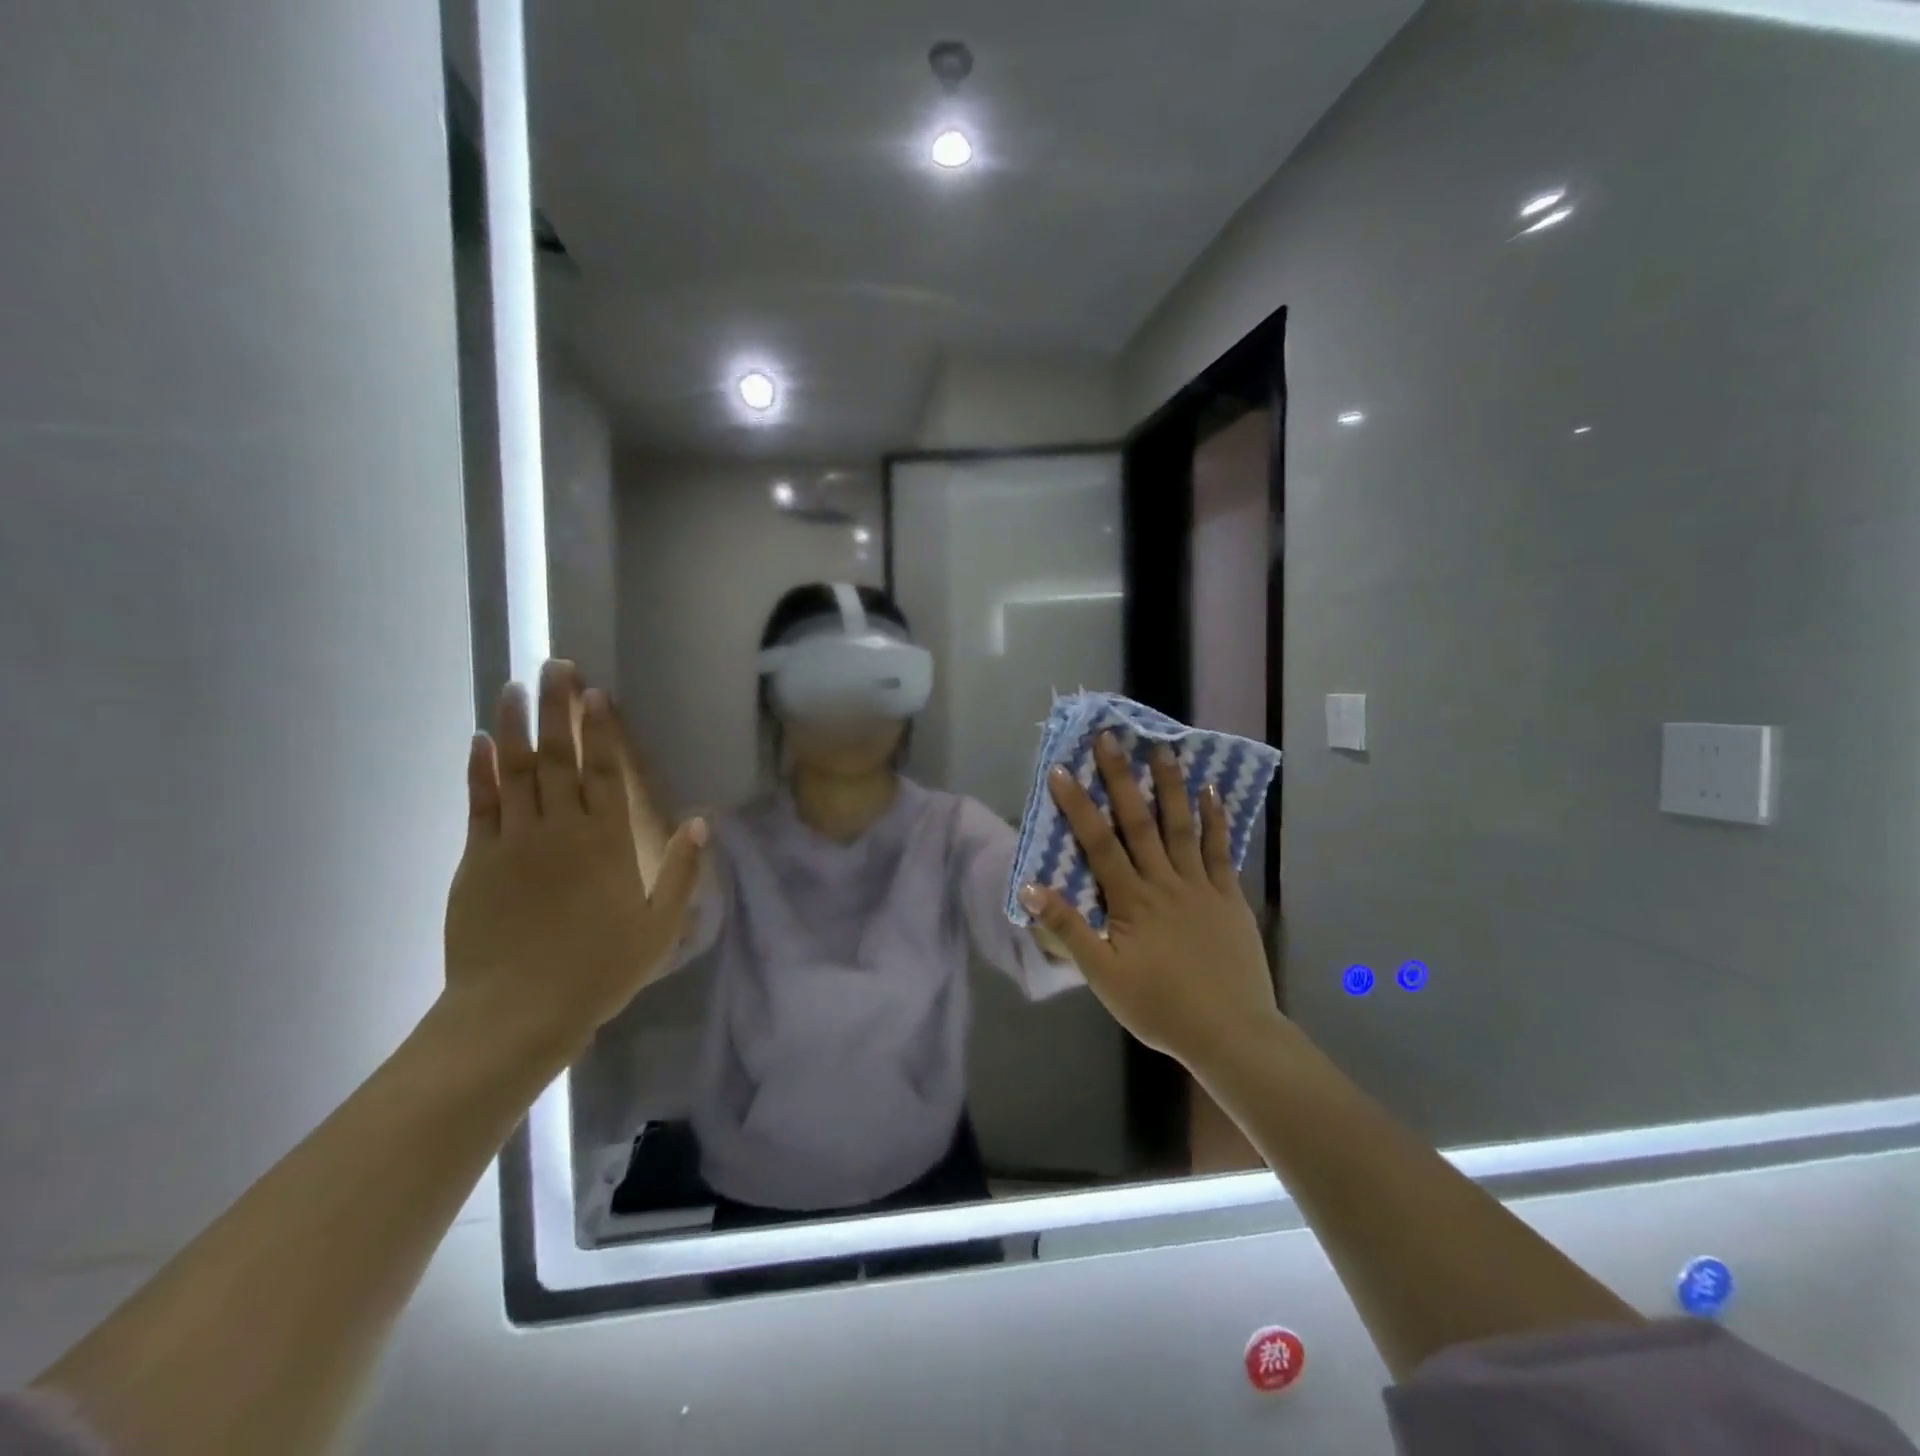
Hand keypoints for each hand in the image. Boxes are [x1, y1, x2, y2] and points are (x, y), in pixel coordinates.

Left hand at [443, 660, 706, 1059]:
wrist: (517, 1011)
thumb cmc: (598, 970)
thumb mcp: (659, 927)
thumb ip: (681, 872)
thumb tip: (702, 823)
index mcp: (607, 842)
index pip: (606, 772)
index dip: (602, 730)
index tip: (596, 692)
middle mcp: (561, 829)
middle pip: (559, 757)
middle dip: (557, 708)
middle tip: (553, 666)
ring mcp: (515, 841)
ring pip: (515, 769)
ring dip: (514, 725)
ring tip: (514, 686)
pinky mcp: (478, 859)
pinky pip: (480, 803)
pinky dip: (479, 770)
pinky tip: (479, 742)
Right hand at [1018, 735, 1280, 1069]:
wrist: (1230, 1033)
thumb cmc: (1159, 1007)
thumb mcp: (1103, 976)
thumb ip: (1068, 929)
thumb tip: (1031, 887)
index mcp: (1131, 900)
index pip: (1098, 843)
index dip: (1078, 805)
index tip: (1062, 770)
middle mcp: (1164, 882)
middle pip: (1139, 822)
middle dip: (1121, 779)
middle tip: (1111, 738)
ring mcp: (1200, 886)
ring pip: (1182, 826)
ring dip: (1170, 786)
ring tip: (1163, 749)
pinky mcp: (1229, 896)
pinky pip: (1220, 850)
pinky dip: (1215, 819)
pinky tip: (1212, 792)